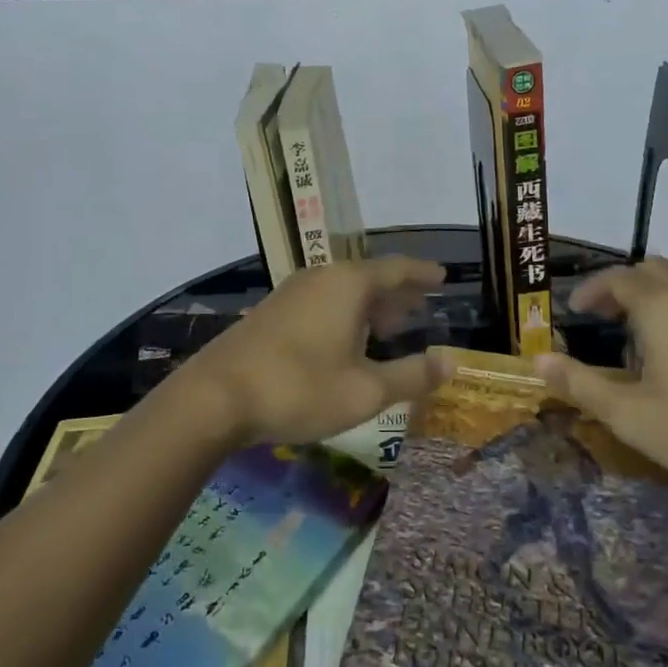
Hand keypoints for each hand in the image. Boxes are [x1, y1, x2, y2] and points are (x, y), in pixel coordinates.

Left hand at [168, 256, 448, 446]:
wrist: (216, 397)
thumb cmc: (300, 388)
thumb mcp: (366, 391)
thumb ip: (412, 375)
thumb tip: (451, 362)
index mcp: (349, 284)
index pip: (397, 269)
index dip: (422, 274)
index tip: (442, 277)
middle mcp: (321, 278)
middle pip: (369, 277)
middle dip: (397, 293)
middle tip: (420, 306)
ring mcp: (292, 293)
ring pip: (343, 291)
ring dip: (370, 305)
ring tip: (389, 325)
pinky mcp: (271, 312)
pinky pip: (322, 302)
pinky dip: (345, 314)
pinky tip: (345, 340)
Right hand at [536, 259, 667, 502]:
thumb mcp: (631, 416)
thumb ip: (581, 385)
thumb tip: (538, 361)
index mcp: (661, 306)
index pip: (617, 278)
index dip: (590, 290)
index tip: (573, 312)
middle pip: (653, 270)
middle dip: (623, 288)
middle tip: (606, 320)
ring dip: (658, 295)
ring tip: (646, 333)